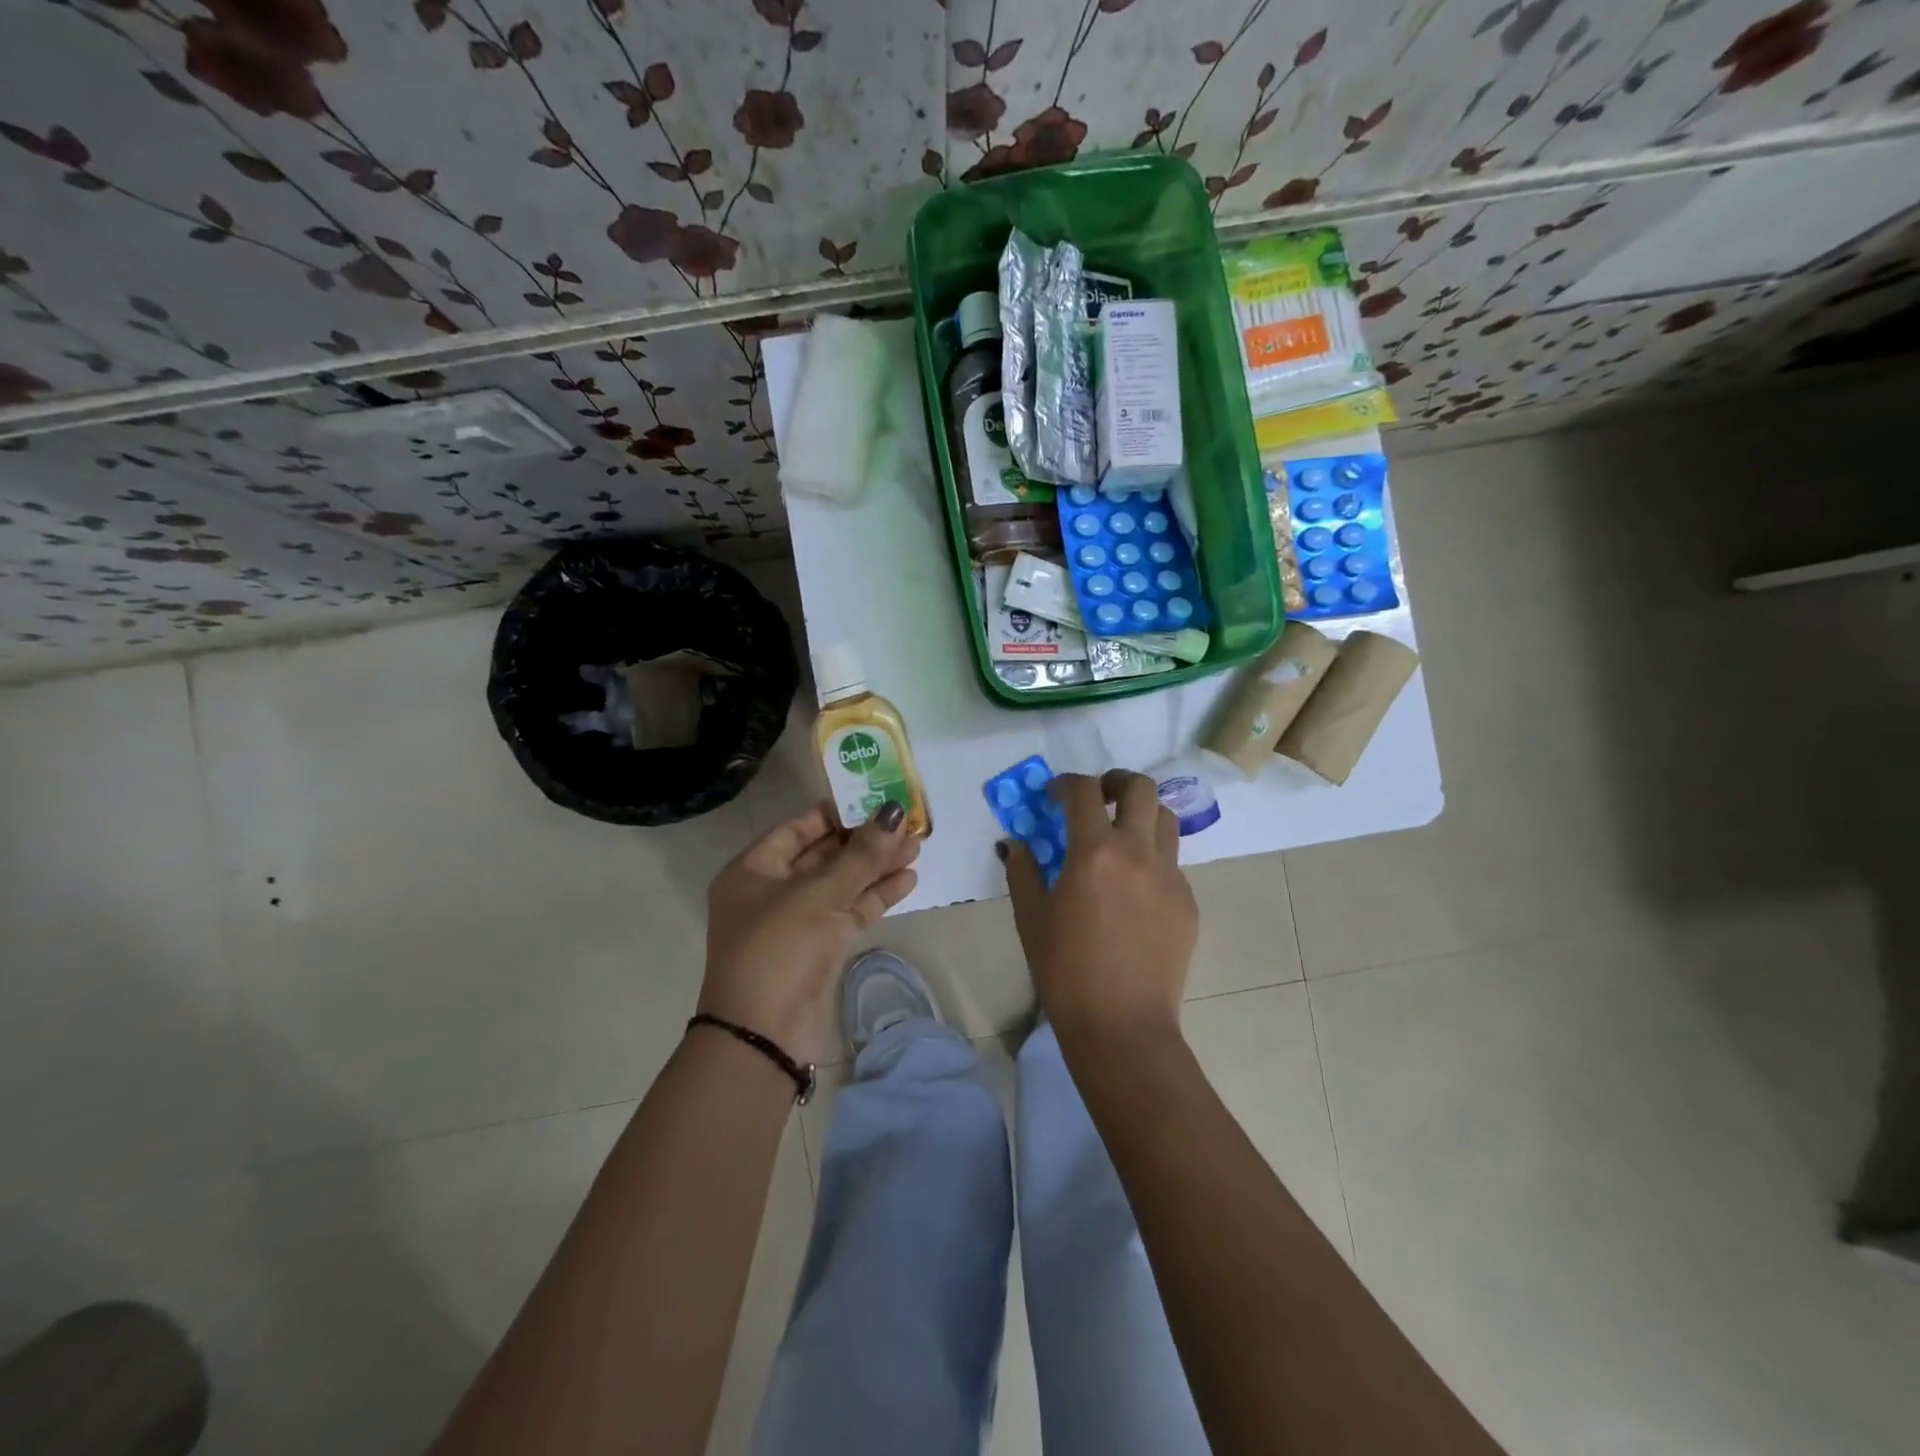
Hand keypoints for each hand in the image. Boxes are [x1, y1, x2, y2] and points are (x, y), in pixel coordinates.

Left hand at [701, 801, 920, 1065]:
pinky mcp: (818, 949)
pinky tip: (907, 880)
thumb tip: (893, 811)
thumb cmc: (779, 949)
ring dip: (876, 867)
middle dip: (865, 841)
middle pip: (824, 855)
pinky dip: (875, 896)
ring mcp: (796, 922)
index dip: (837, 813)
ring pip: (841, 885)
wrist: (764, 1035)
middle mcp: (771, 892)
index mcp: (753, 870)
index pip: (799, 828)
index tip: (875, 800)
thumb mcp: (820, 894)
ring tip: (916, 848)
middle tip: (906, 823)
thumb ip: (861, 854)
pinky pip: (849, 912)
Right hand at [1002, 770, 1197, 1050]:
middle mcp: (1138, 852)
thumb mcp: (1030, 916)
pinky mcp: (1188, 902)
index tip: (1053, 796)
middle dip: (1116, 782)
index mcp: (1095, 851)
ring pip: (1166, 820)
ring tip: (1120, 836)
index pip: (1084, 791)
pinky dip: (1151, 858)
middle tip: (1098, 799)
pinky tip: (1132, 891)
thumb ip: (1022, 870)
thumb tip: (1015, 843)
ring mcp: (1170, 876)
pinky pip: (1171, 863)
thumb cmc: (1064, 970)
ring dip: (1141, 814)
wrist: (1121, 1024)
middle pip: (1141, 788)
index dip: (1066, 783)